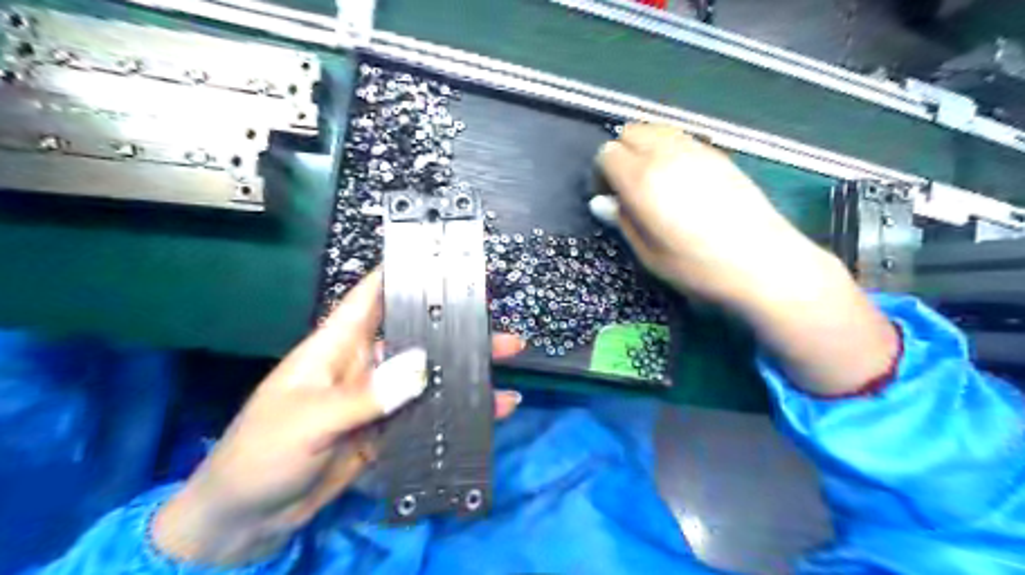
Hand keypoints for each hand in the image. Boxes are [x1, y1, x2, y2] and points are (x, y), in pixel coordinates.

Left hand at [155, 269, 524, 564]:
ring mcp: (378, 399)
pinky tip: (490, 408)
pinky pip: (428, 414)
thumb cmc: (261, 455)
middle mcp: (363, 365)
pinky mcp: (387, 429)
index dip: (402, 274)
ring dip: (463, 368)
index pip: (371, 297)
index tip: (441, 261)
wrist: (247, 520)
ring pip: (428, 375)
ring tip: (504, 359)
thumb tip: (421, 367)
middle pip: (414, 336)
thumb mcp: (308, 421)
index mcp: (336, 347)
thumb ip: (364, 396)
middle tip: (493, 320)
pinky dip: (457, 410)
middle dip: (453, 326)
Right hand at [593, 124, 899, 397]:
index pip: (607, 153)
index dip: (602, 174)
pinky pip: (681, 138)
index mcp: (642, 180)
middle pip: (630, 131)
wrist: (763, 262)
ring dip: (645, 147)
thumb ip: (622, 221)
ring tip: (654, 181)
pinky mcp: (718, 153)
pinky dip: (669, 148)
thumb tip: (601, 202)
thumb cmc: (697, 267)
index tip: (610, 197)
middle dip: (621, 153)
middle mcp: (666, 154)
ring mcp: (696, 149)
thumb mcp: (649, 253)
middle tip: (628, 186)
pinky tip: (680, 179)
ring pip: (656, 129)